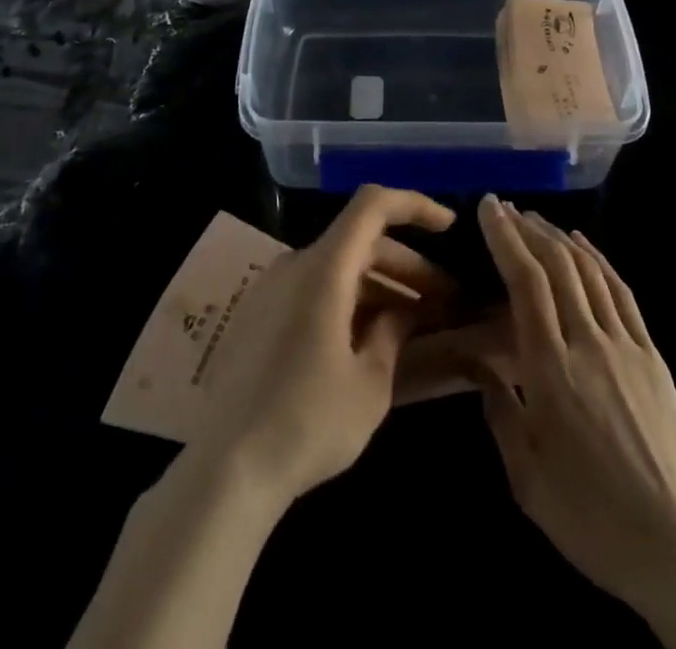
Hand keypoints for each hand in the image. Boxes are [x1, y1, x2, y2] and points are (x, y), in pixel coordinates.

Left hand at [195, 185, 455, 505]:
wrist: (225, 470)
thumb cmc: (307, 423)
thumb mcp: (370, 384)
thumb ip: (393, 333)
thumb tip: (403, 311)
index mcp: (324, 268)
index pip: (373, 205)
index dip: (415, 205)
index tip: (450, 228)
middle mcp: (294, 264)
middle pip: (361, 242)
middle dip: (408, 266)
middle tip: (445, 301)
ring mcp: (271, 288)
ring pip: (338, 268)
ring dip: (380, 287)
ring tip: (415, 324)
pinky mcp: (258, 315)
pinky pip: (313, 289)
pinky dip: (348, 301)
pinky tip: (368, 340)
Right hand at [469, 196, 675, 621]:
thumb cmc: (591, 517)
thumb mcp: (527, 477)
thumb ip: (499, 411)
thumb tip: (479, 366)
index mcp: (551, 370)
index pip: (526, 282)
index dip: (506, 238)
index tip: (488, 208)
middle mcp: (589, 343)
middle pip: (557, 265)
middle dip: (527, 228)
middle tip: (505, 207)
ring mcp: (626, 345)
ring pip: (589, 270)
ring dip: (559, 237)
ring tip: (536, 219)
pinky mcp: (653, 355)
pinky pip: (620, 292)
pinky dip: (598, 259)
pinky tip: (583, 246)